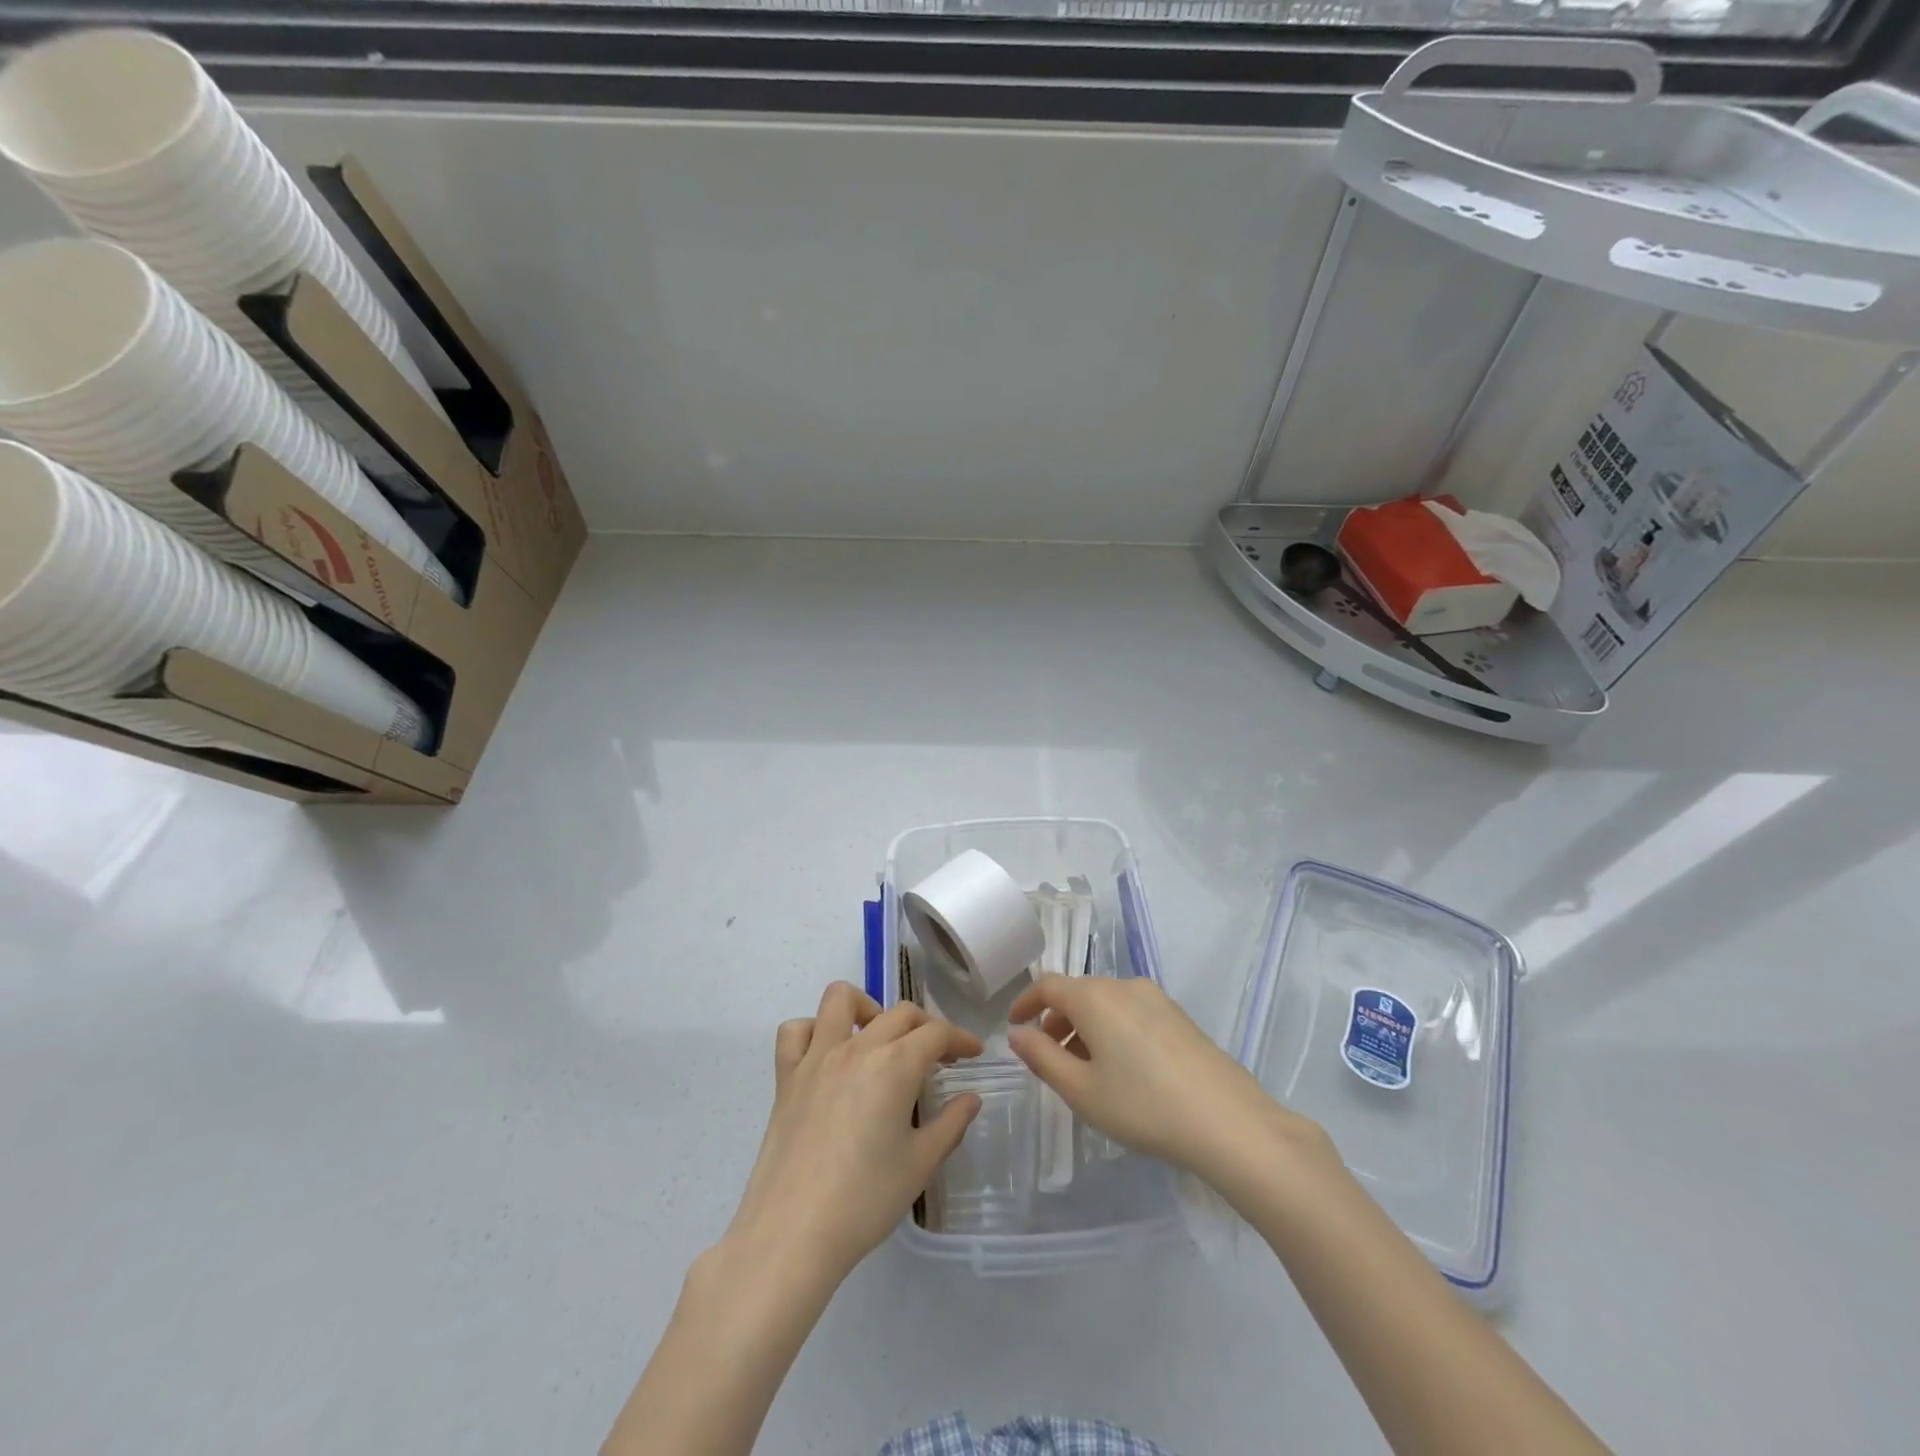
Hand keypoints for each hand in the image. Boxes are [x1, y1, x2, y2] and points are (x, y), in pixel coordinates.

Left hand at [725, 982, 983, 1283]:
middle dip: (926, 1026)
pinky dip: (814, 1031)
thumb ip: (951, 1124)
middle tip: (938, 1056)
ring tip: (879, 1039)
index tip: (973, 1053)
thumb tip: (970, 1098)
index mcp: (895, 1065)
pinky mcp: (786, 1076)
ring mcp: (817, 1057)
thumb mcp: (920, 1164)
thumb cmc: (865, 1200)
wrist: (793, 1232)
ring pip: (840, 999)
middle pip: (899, 1013)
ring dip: (867, 1007)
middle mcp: (857, 1047)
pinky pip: (795, 1031)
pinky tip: (828, 1055)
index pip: (936, 1033)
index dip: (960, 1038)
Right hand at [1007, 973, 1325, 1189]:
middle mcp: (1123, 986)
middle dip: (1056, 1021)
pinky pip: (1131, 1012)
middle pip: (1078, 993)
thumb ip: (1042, 1058)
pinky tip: (1122, 1070)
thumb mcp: (1081, 1090)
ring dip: (1085, 1027)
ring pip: (1106, 1004)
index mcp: (1094, 997)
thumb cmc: (1142, 1106)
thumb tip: (1018, 1034)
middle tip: (1047, 1057)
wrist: (1227, 1121)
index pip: (1048, 986)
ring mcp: (1156, 999)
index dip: (1025, 1003)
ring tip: (1083, 1070)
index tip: (1013, 1026)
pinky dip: (1112, 1030)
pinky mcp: (1179, 1017)